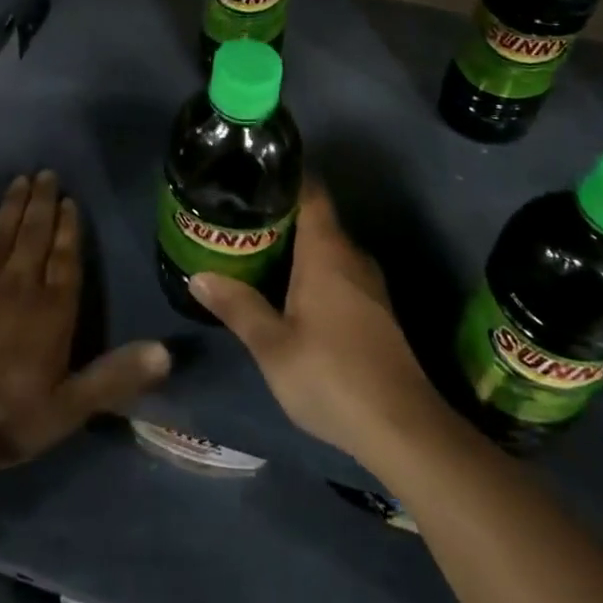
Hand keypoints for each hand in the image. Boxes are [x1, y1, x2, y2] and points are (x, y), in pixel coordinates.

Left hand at [0, 170, 169, 467]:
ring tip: (20, 180)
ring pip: (1, 235)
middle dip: (42, 203)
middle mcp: (19, 287)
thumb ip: (115, 376)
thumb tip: (166, 353)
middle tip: (45, 173)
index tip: (70, 200)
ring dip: (12, 206)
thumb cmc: (9, 414)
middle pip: (33, 236)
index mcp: (52, 310)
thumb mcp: (70, 406)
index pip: (65, 260)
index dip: (68, 229)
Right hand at [189, 180, 440, 465]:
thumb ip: (237, 306)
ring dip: (295, 245)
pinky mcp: (375, 309)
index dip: (284, 177)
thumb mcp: (272, 346)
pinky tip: (287, 289)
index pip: (310, 191)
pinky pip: (338, 270)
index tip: (250, 175)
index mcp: (327, 251)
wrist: (402, 428)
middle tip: (237, 217)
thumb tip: (199, 276)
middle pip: (315, 218)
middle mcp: (351, 255)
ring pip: (327, 247)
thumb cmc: (331, 376)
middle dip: (278, 215)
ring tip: (254, 249)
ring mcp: (368, 283)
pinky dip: (311, 268)